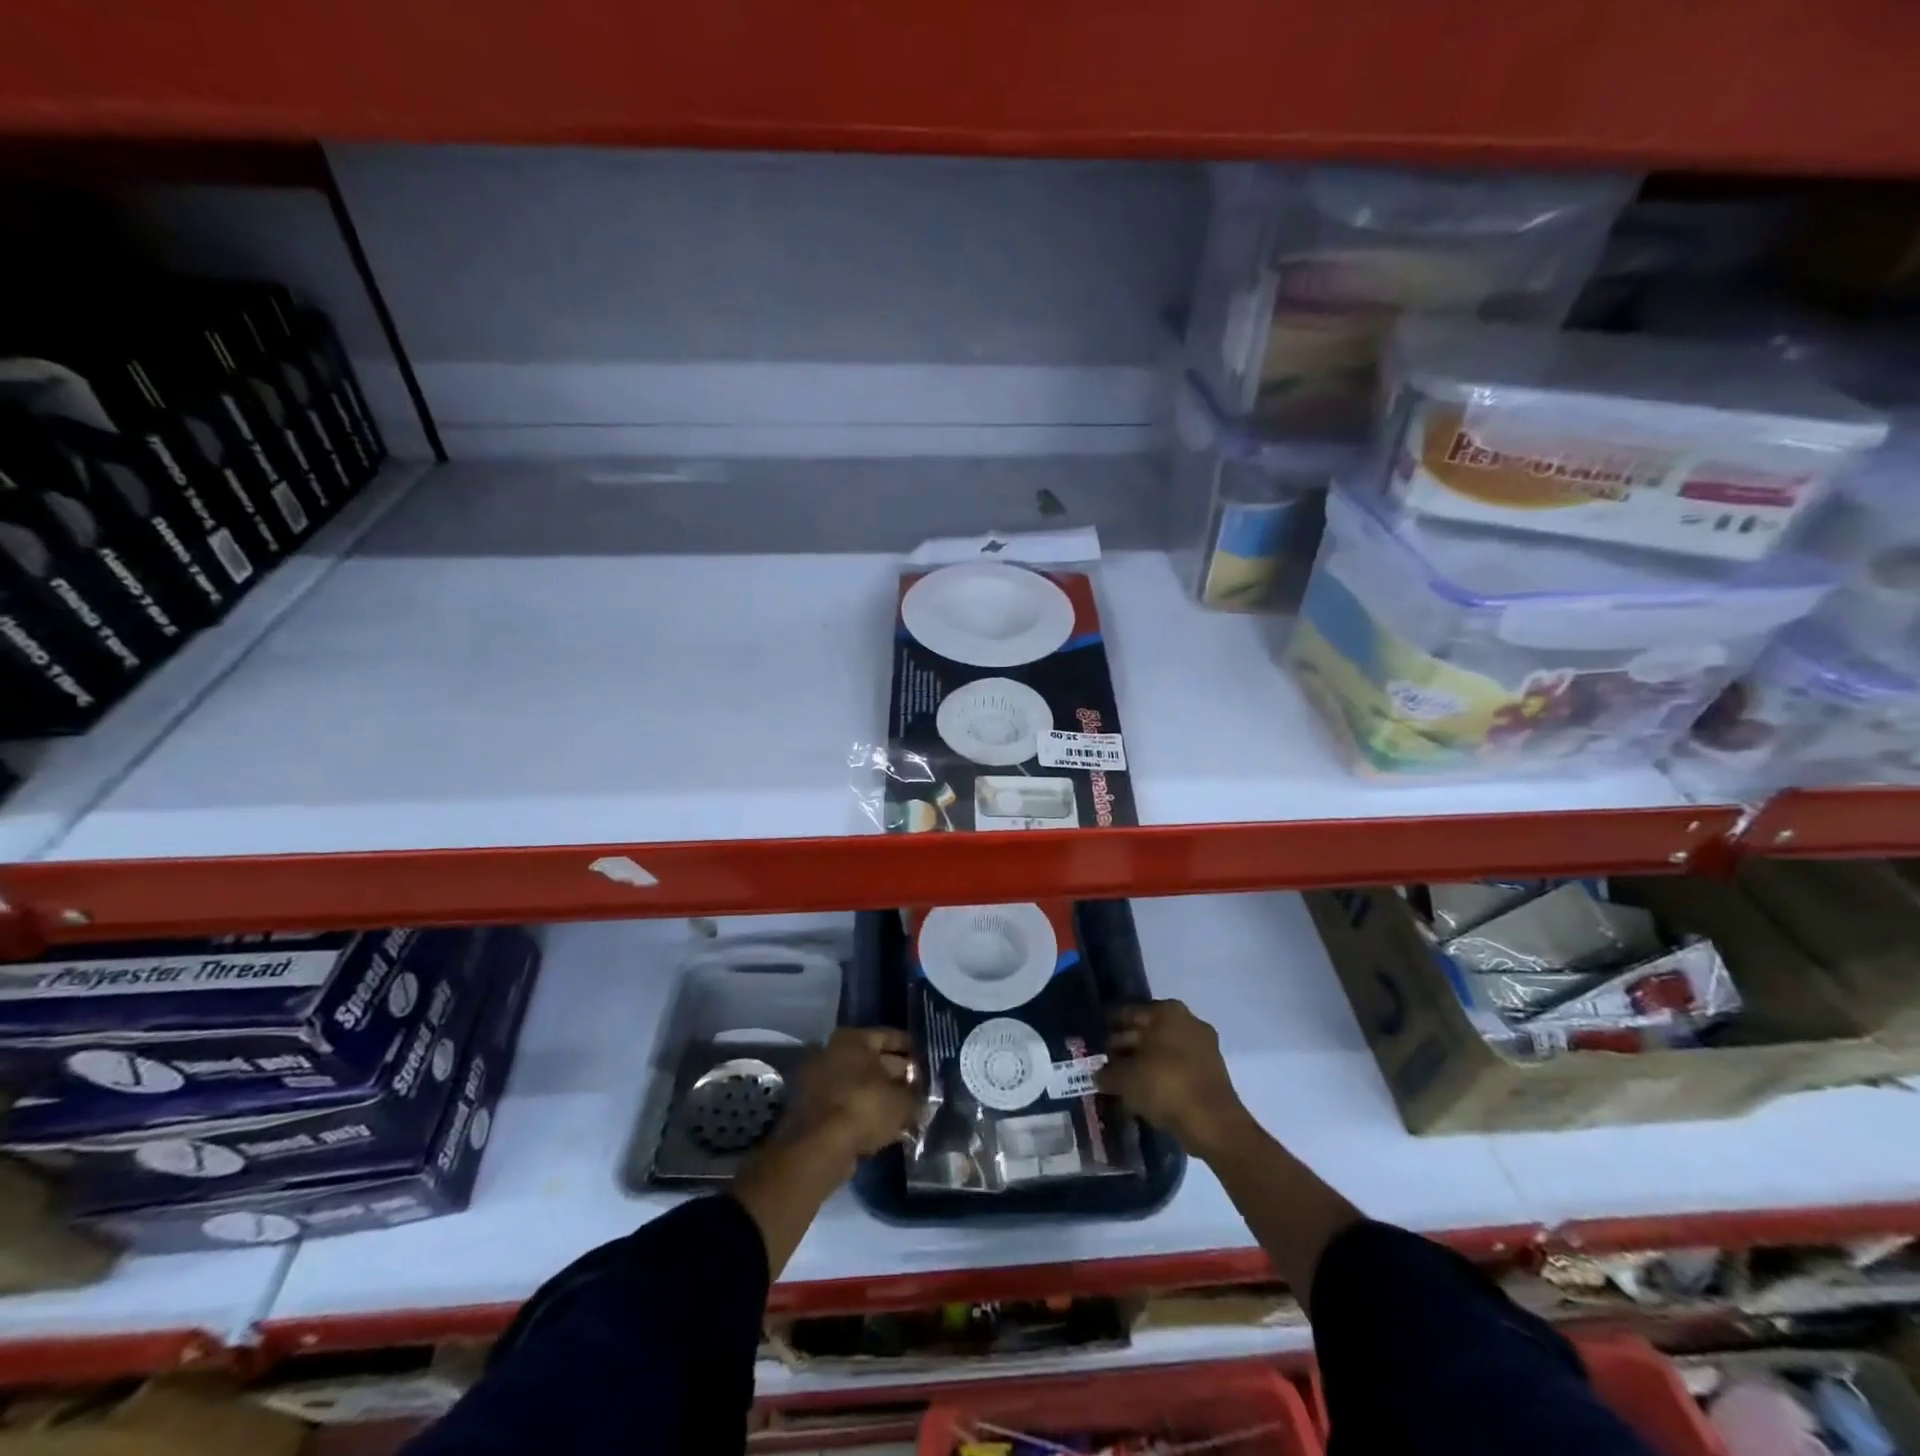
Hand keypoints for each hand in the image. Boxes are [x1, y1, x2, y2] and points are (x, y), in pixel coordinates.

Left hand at [781, 1027, 918, 1172]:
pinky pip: (850, 1106)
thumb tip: (922, 1098)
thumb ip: (916, 1097)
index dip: (911, 1049)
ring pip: (862, 1086)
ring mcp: (821, 1081)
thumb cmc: (865, 1107)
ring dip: (883, 1097)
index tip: (927, 1059)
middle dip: (898, 1075)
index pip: (890, 1037)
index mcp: (853, 1039)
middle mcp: (834, 1052)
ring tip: (908, 1111)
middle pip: (875, 1061)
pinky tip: (888, 1129)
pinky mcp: (815, 1109)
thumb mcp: (903, 1102)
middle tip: (921, 1088)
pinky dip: (867, 1114)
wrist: (820, 1147)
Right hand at [1098, 1000, 1249, 1159]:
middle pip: (1147, 1031)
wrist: (1212, 1122)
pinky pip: (1178, 1068)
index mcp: (1166, 1011)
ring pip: (1164, 1051)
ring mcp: (1203, 1046)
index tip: (1096, 1043)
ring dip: (1145, 1064)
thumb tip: (1098, 1075)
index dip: (1109, 1029)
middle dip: (1128, 1046)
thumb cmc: (1164, 1085)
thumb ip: (1107, 1073)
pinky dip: (1163, 1077)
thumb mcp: (1124, 1079)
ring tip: (1125, 1082)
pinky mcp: (1212, 1072)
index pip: (1127, 1013)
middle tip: (1108, 1063)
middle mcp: (1187, 1020)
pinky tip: (1147, 1092)